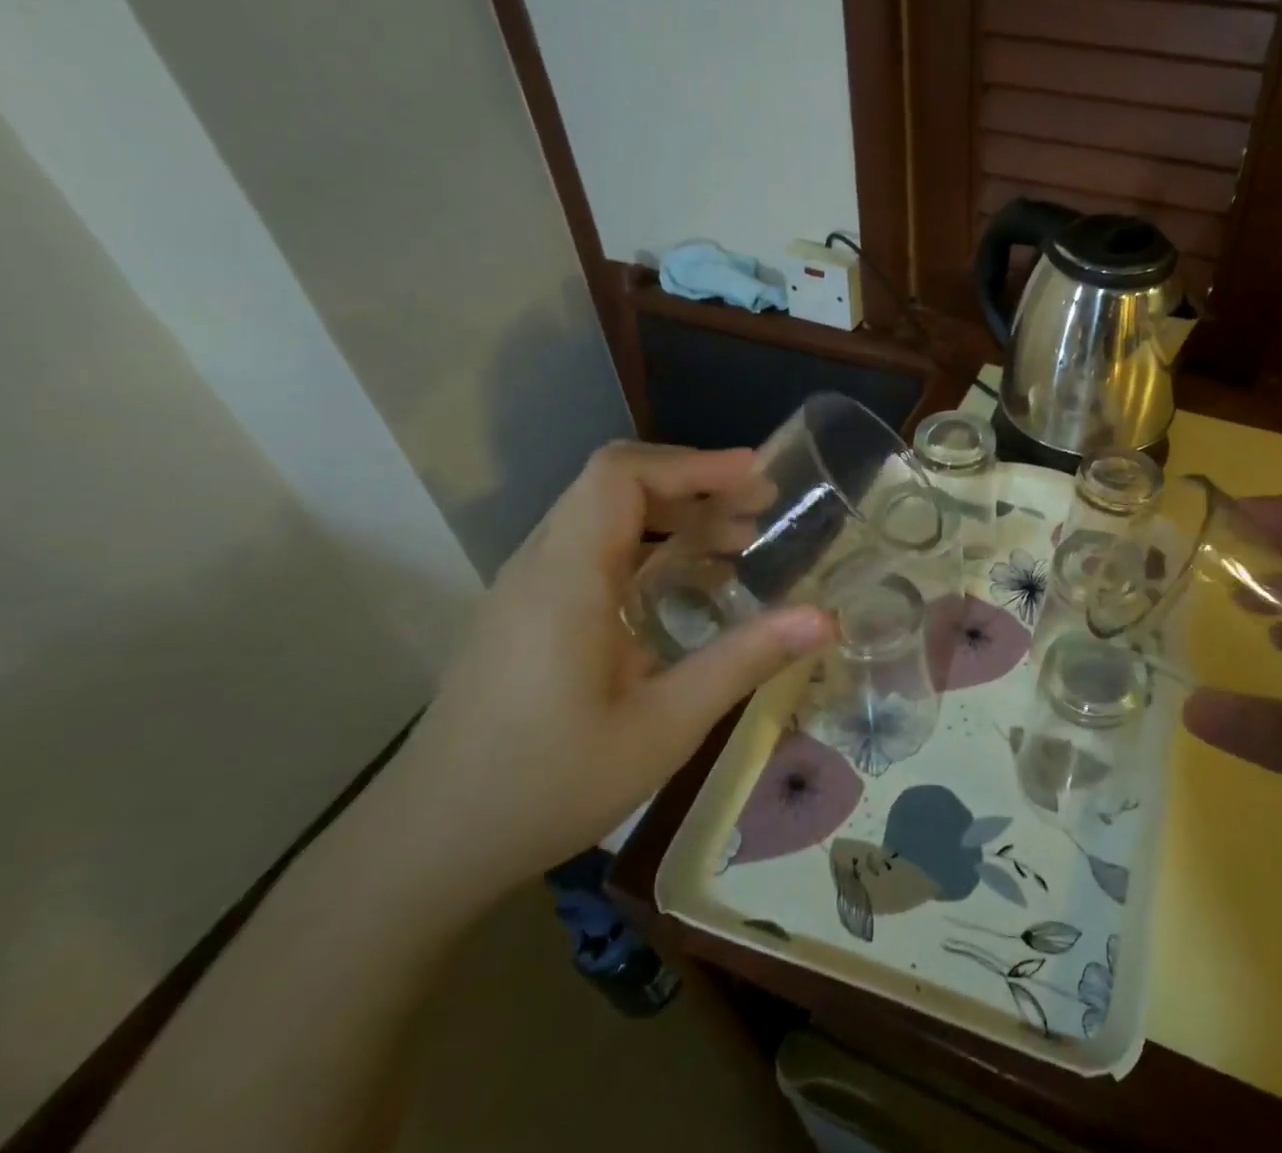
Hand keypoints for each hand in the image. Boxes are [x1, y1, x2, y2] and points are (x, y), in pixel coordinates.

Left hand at [388, 443, 832, 895]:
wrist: (426, 848)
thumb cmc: (546, 785)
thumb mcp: (663, 726)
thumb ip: (744, 660)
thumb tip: (825, 618)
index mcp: (567, 577)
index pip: (620, 474)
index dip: (693, 463)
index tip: (756, 476)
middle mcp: (541, 565)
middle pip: (614, 485)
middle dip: (694, 484)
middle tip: (762, 508)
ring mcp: (527, 589)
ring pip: (603, 517)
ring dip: (674, 515)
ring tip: (739, 541)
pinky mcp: (527, 615)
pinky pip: (592, 551)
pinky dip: (649, 547)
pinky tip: (689, 588)